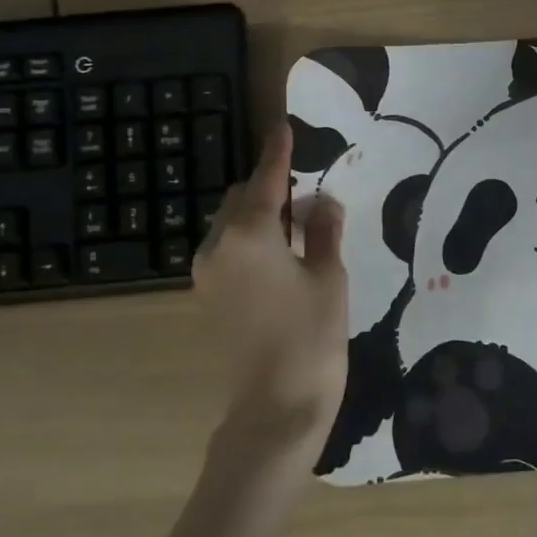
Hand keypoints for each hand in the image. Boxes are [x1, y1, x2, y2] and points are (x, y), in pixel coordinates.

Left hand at [193, 122, 348, 471]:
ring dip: (259, 213)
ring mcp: (207, 272)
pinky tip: (279, 253)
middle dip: (270, 186)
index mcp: (250, 234)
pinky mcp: (208, 295)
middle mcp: (218, 245)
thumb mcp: (329, 277)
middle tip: (307, 192)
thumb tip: (323, 202)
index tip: (283, 127)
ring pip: (231, 223)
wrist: (275, 409)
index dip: (278, 152)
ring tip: (298, 224)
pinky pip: (227, 248)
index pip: (266, 180)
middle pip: (242, 197)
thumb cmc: (311, 337)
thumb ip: (323, 231)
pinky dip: (250, 238)